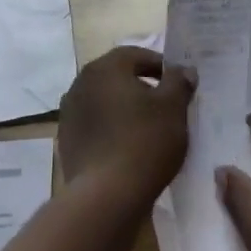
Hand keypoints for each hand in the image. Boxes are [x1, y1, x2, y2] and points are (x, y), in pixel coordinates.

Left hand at [58, 45, 195, 204]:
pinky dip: (112, 128)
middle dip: (142, 86)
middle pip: (118, 77)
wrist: (106, 194)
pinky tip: (129, 146)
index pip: (136, 55)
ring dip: (126, 108)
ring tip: (149, 128)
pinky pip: (96, 124)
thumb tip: (182, 70)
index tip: (178, 84)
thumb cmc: (145, 142)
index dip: (161, 66)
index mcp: (105, 68)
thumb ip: (179, 82)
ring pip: (105, 101)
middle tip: (166, 105)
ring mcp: (69, 112)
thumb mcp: (173, 108)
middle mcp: (81, 83)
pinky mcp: (67, 139)